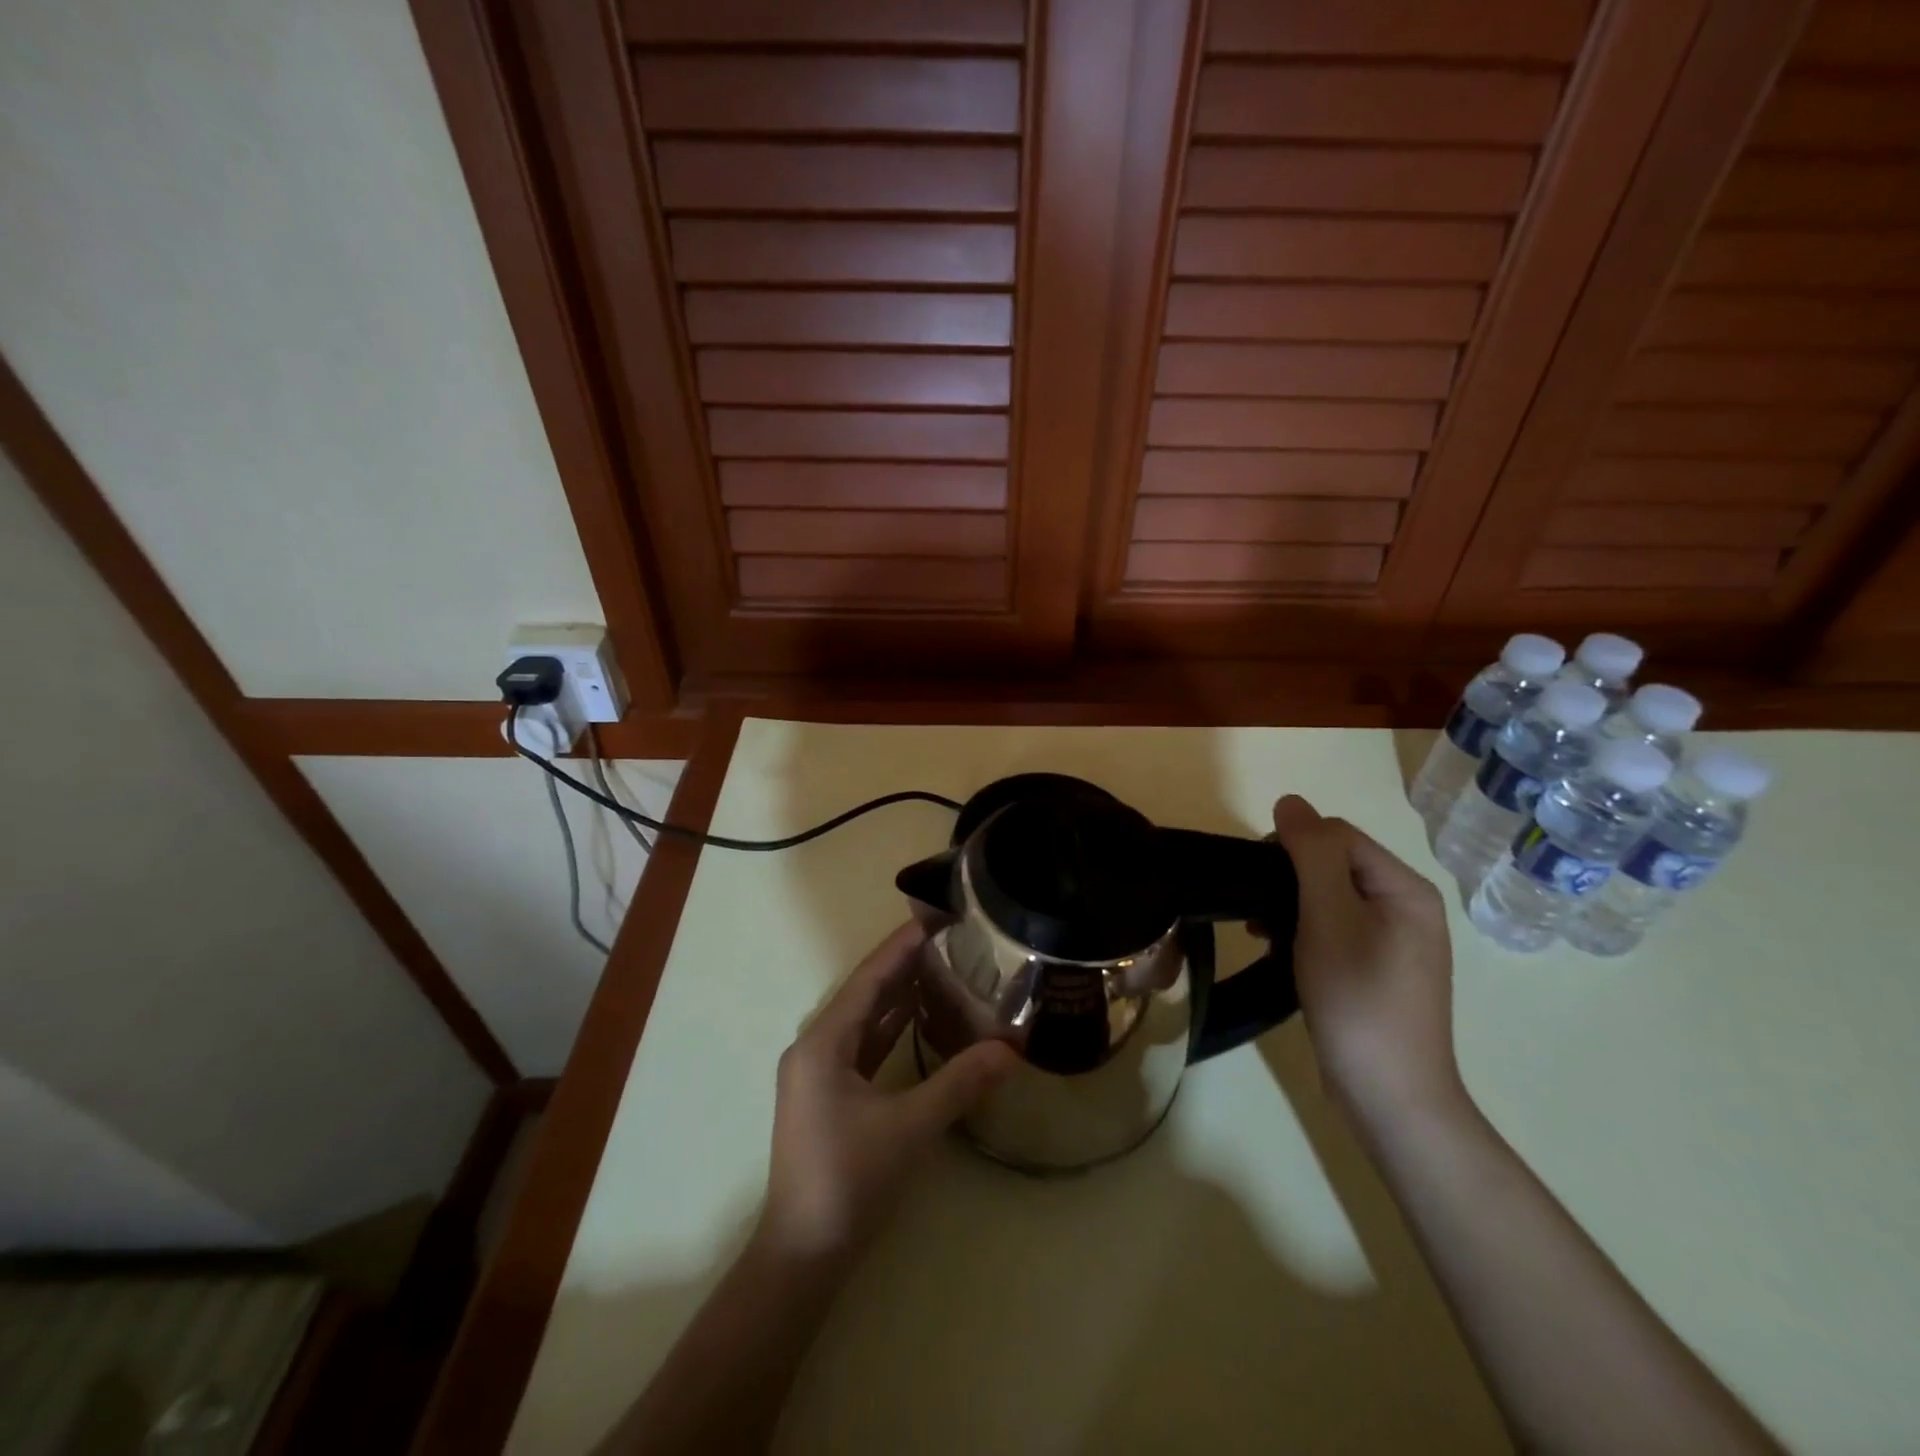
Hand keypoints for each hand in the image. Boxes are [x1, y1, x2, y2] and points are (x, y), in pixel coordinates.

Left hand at [760, 923, 1017, 1265]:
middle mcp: (816, 1046)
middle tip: (951, 938)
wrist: (802, 1256)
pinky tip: (921, 1017)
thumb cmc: (848, 1182)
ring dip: (899, 995)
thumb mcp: (909, 1128)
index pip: (869, 978)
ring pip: (865, 1019)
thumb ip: (959, 1083)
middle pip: (866, 992)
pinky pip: (864, 1045)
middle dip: (905, 965)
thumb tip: (1011, 1050)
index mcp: (823, 1042)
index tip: (936, 917)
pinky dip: (892, 1028)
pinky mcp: (830, 1094)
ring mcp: (820, 1072)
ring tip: (944, 967)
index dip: (902, 946)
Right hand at [1268, 795, 1464, 1126]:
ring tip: (1259, 932)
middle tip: (1255, 910)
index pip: (1338, 836)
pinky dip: (1301, 930)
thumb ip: (1311, 855)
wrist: (1389, 1095)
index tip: (1255, 880)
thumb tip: (1290, 801)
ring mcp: (1393, 941)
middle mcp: (1406, 907)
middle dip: (1287, 877)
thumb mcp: (1328, 918)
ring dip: (1289, 904)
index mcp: (1405, 889)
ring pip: (1327, 897)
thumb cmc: (1357, 1000)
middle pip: (1333, 864)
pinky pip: (1332, 928)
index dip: (1291, 846)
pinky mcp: (1376, 969)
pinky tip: (1278, 950)